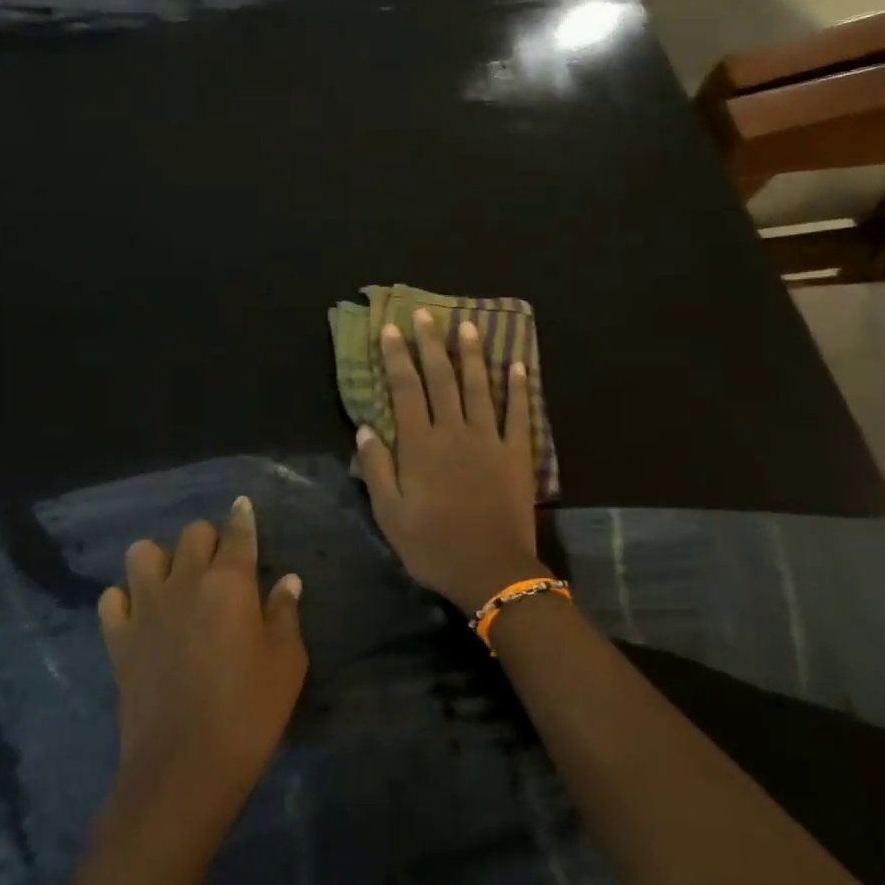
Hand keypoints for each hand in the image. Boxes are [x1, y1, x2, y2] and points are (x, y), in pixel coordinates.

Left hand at [98, 498, 306, 822]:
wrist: (183, 768)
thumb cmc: (248, 712)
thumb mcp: (286, 662)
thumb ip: (285, 613)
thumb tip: (287, 580)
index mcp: (229, 582)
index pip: (237, 534)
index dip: (242, 517)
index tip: (242, 506)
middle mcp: (185, 582)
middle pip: (192, 534)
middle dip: (209, 540)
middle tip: (221, 565)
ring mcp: (145, 609)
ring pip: (142, 553)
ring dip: (161, 560)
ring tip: (176, 583)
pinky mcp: (118, 639)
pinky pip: (112, 599)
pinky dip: (126, 598)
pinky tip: (142, 615)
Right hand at [358, 308, 542, 612]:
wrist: (491, 570)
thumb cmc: (432, 546)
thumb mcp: (389, 514)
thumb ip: (376, 468)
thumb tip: (365, 427)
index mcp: (419, 445)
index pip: (404, 388)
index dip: (396, 356)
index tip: (390, 329)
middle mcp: (453, 431)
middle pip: (440, 378)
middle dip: (430, 343)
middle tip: (425, 314)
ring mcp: (488, 439)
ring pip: (478, 386)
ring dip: (471, 354)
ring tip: (467, 325)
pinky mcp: (516, 453)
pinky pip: (518, 413)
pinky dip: (519, 388)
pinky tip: (517, 364)